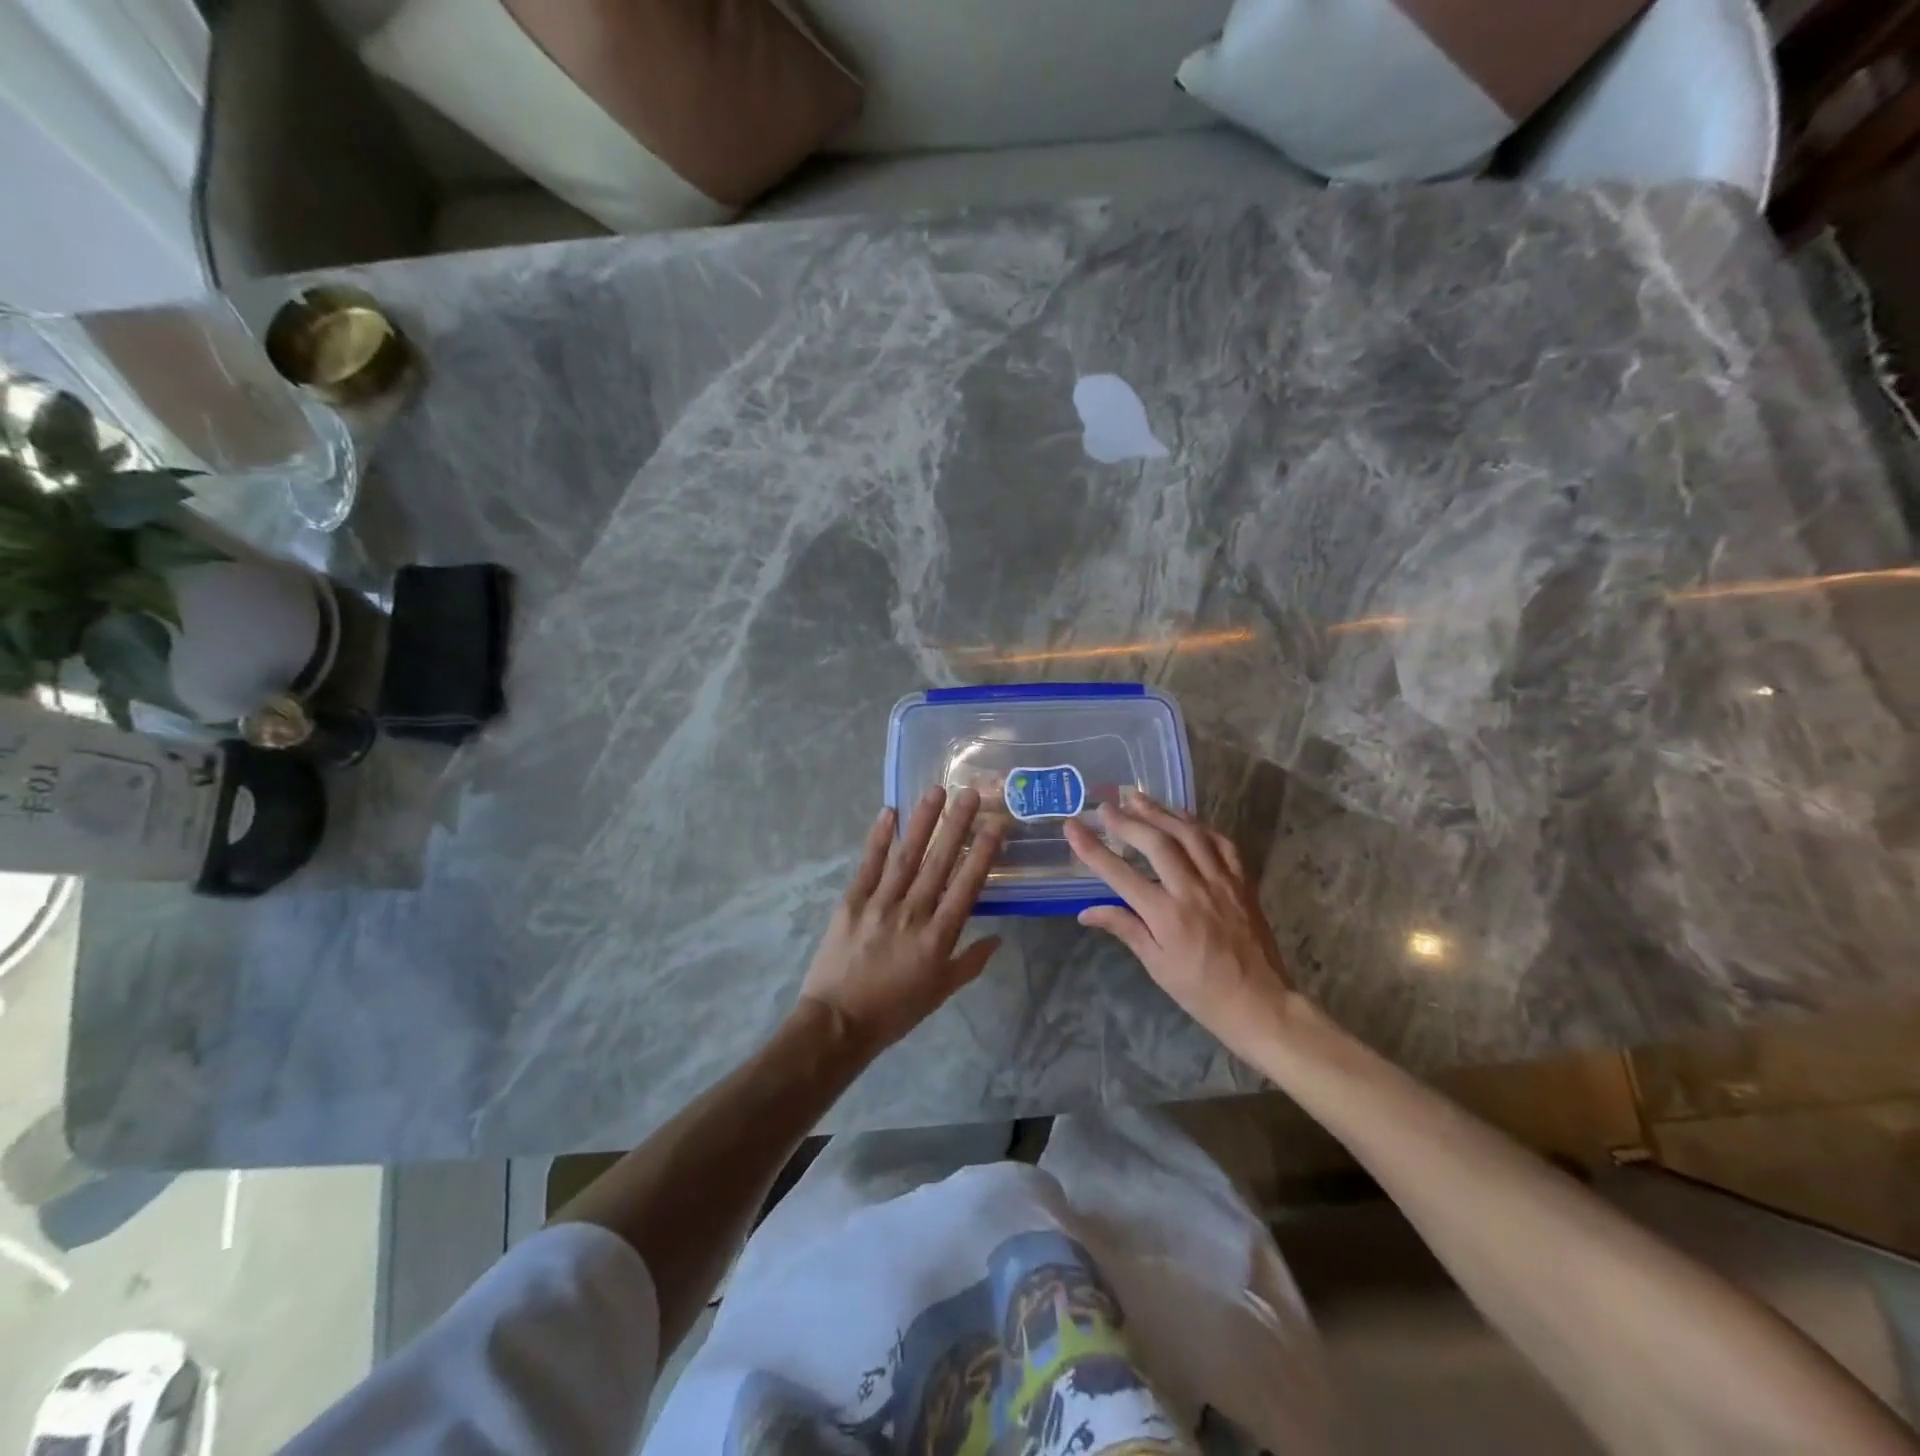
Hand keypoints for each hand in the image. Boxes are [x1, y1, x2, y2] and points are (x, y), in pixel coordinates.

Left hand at [798, 787, 1003, 1054]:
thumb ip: (970, 962)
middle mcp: (913, 913)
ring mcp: (880, 904)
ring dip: (922, 822)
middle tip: (970, 793)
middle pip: (939, 862)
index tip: (996, 825)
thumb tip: (998, 938)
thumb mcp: (940, 992)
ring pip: (906, 856)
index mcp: (938, 937)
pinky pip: (868, 865)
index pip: (967, 886)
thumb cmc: (895, 1011)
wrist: (838, 1023)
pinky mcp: (851, 902)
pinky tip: (889, 812)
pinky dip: (879, 838)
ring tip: (935, 791)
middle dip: (956, 825)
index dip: (983, 853)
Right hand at [1064, 790, 1296, 1058]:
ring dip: (1161, 812)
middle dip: (1128, 821)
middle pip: (1156, 844)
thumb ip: (1125, 929)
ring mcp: (1221, 882)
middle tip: (1106, 807)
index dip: (1093, 848)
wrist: (1261, 1003)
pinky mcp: (1242, 882)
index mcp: (1167, 916)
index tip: (1072, 826)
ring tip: (1138, 799)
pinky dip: (1199, 825)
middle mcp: (1193, 891)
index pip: (1120, 874)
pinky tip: (1183, 819)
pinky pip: (1220, 843)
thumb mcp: (1156, 965)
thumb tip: (1086, 912)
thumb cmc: (1200, 991)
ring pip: (1189, 834)